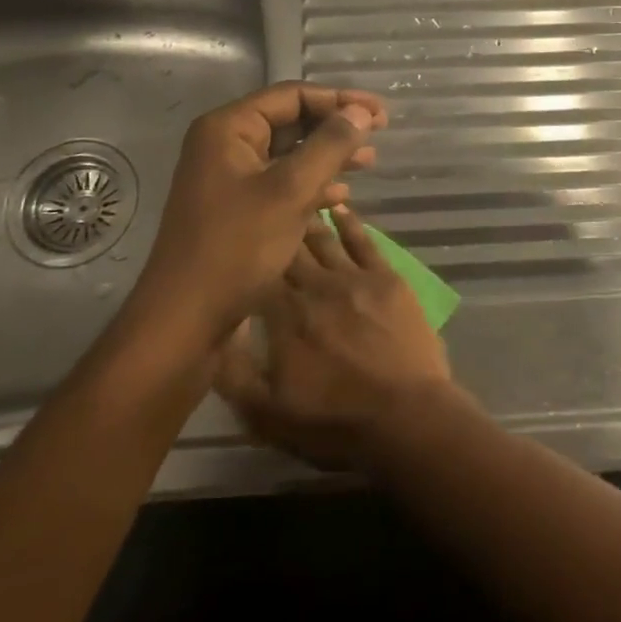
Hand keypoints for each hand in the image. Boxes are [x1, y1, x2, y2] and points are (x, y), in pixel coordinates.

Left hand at [134, 83, 387, 341]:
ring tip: (369, 161)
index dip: (340, 100)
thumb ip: (329, 146)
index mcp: (229, 129)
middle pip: (291, 121)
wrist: (185, 320)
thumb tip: (361, 112)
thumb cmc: (237, 248)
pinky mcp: (237, 208)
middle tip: (379, 134)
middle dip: (336, 127)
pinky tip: (340, 196)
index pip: (293, 95)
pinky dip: (312, 184)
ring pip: (289, 153)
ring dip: (329, 155)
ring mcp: (229, 178)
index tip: (381, 114)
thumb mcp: (291, 191)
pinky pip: (281, 182)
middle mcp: (225, 145)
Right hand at [216, 205, 459, 470]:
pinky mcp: (386, 278)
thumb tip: (215, 329)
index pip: (257, 274)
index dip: (246, 254)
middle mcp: (314, 287)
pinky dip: (351, 222)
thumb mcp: (266, 415)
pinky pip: (364, 242)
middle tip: (264, 206)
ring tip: (296, 199)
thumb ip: (232, 372)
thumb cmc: (335, 421)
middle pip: (289, 250)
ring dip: (309, 219)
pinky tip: (341, 207)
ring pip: (324, 240)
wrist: (406, 417)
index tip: (235, 236)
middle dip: (276, 229)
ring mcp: (353, 278)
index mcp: (282, 316)